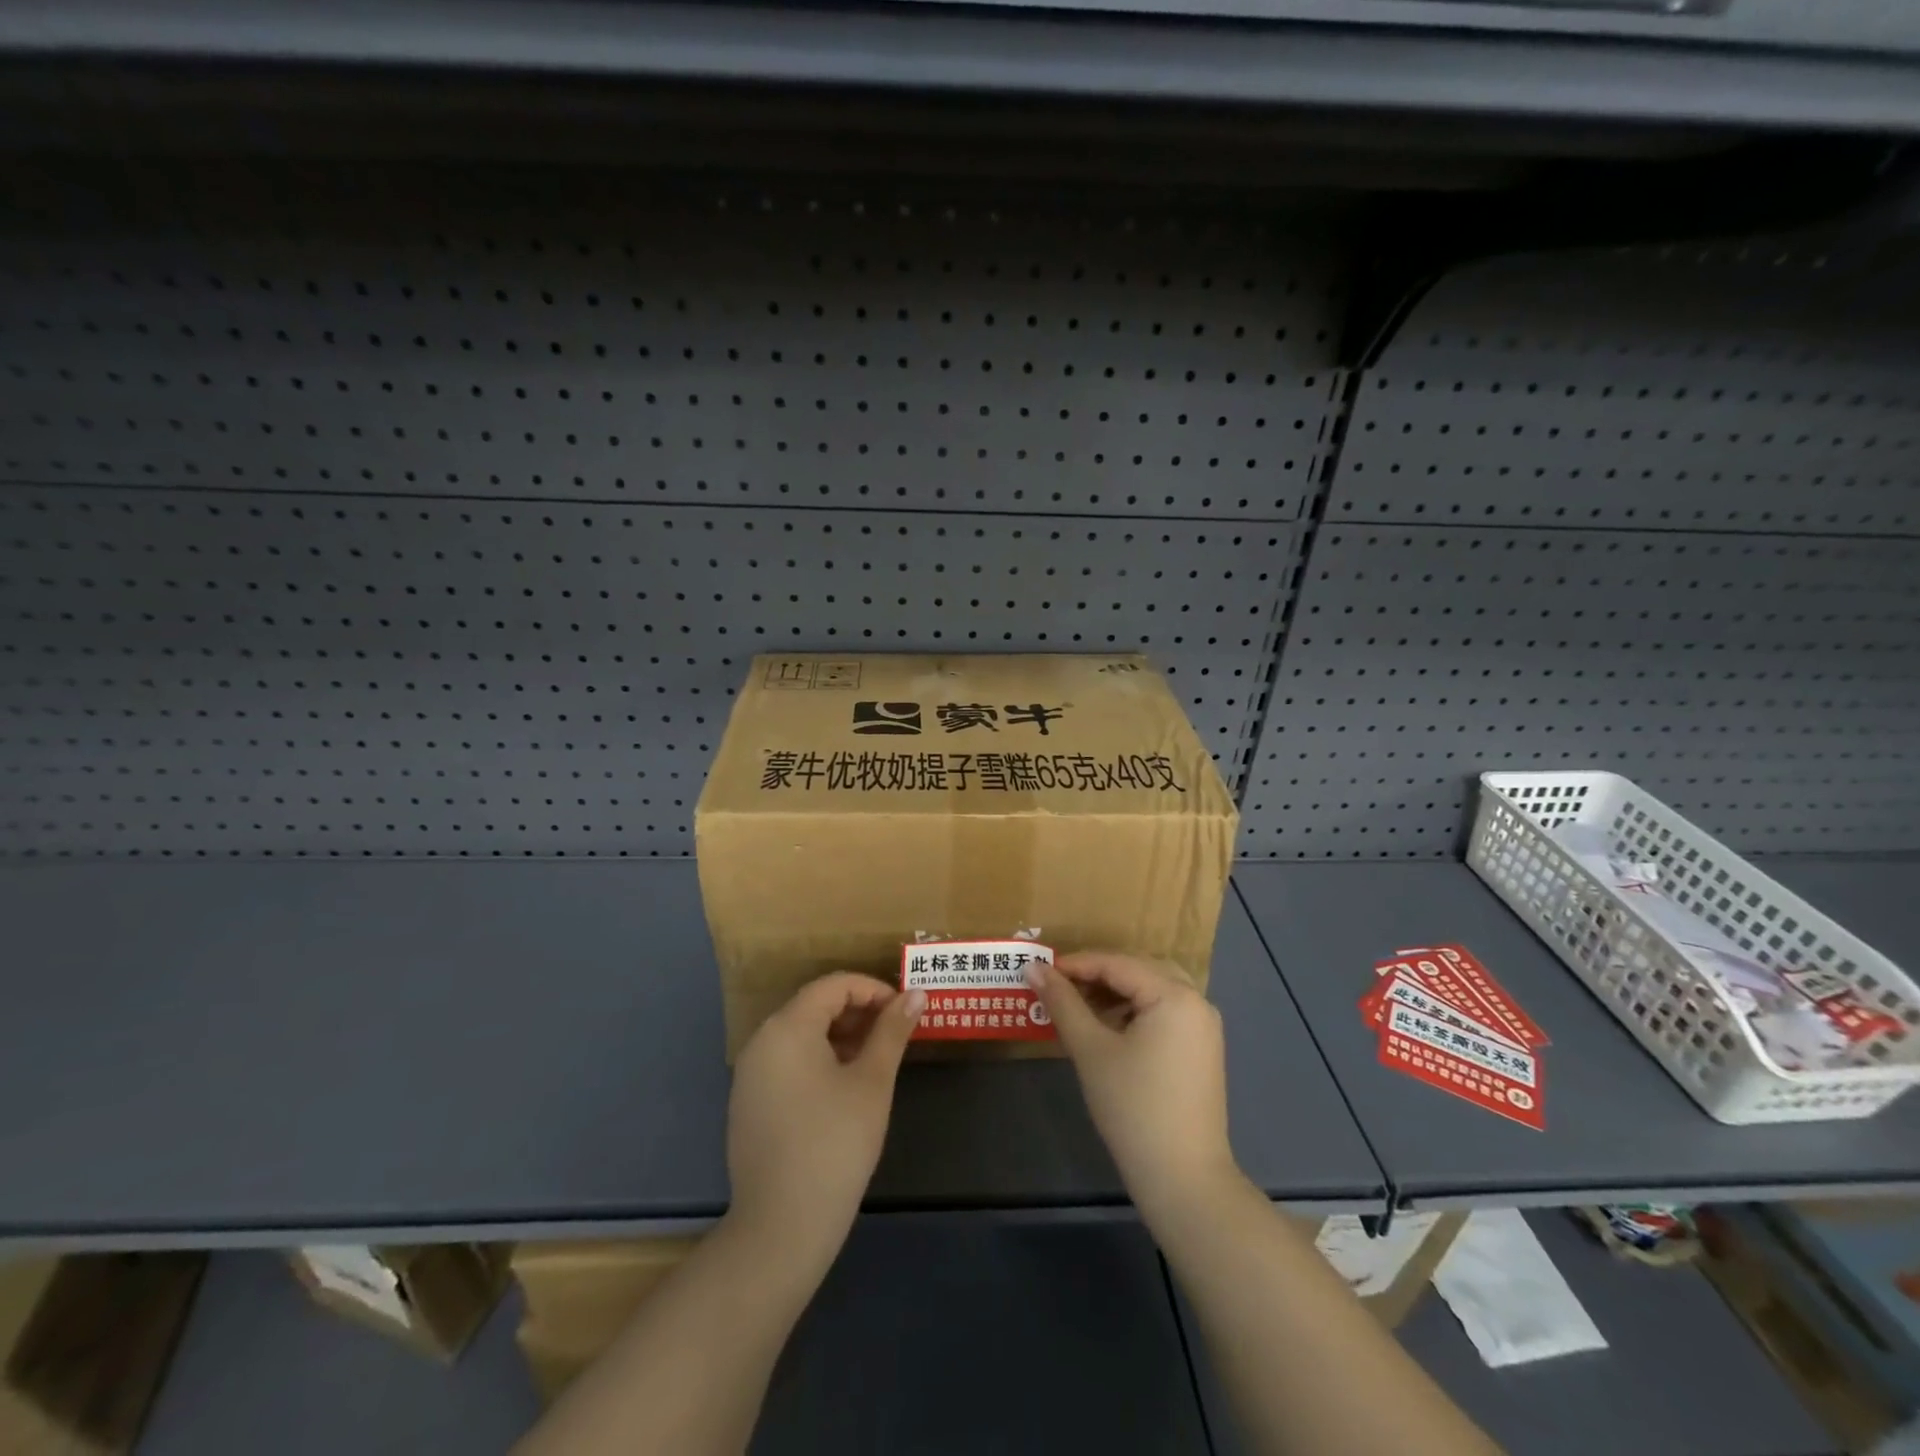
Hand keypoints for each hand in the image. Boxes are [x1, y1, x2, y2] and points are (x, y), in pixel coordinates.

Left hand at [725, 973, 923, 1265]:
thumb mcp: (872, 1082)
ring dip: (841, 1035)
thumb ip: (892, 1032)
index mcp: (788, 1026)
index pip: (834, 985)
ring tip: (876, 1059)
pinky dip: (819, 1059)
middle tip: (895, 1034)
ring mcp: (750, 1074)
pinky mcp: (749, 1103)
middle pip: (815, 1006)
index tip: (905, 1011)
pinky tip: (845, 1087)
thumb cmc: (834, 1144)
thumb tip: (916, 994)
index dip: (874, 990)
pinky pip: (788, 1061)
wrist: (781, 1227)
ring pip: (802, 1034)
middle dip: (859, 1012)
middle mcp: (762, 1040)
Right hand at [1030, 952, 1235, 1217]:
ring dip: (1114, 993)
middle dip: (1096, 975)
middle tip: (1057, 988)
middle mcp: (1197, 1001)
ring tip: (1077, 1007)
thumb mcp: (1091, 1050)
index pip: (1117, 963)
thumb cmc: (1133, 1107)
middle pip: (1138, 970)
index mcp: (1174, 995)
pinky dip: (1134, 1012)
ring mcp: (1203, 1027)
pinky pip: (1163, 1013)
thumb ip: (1062, 1002)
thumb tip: (1032, 967)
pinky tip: (1107, 1029)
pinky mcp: (1201, 1050)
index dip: (1076, 964)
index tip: (1040, 971)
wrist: (1184, 1180)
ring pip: (1152, 990)